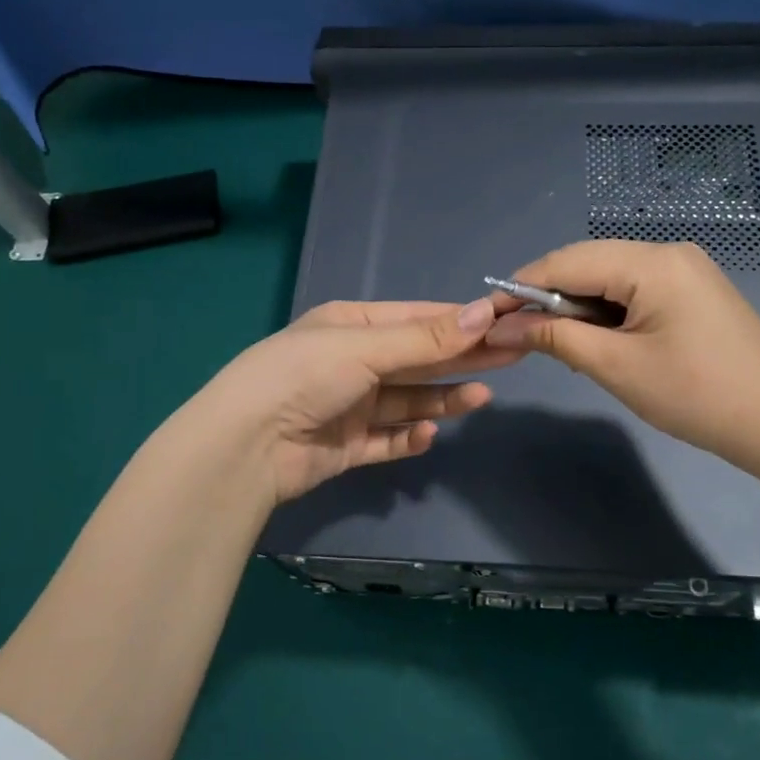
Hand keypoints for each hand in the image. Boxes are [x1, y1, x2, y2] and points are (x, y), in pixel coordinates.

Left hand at [186, 298, 521, 505]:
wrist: (246, 445)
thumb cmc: (305, 376)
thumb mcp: (366, 347)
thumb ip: (427, 338)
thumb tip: (485, 312)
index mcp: (351, 326)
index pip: (417, 319)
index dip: (460, 321)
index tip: (503, 323)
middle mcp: (352, 362)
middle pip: (419, 359)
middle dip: (462, 358)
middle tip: (512, 356)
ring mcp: (349, 406)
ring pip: (408, 400)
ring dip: (442, 399)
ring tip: (481, 399)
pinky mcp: (346, 446)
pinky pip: (388, 439)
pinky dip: (409, 437)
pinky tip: (428, 434)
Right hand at [484, 240, 759, 467]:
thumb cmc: (697, 395)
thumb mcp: (617, 367)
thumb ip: (555, 338)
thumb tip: (501, 327)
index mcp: (652, 262)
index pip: (567, 261)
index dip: (521, 286)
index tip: (486, 315)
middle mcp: (668, 252)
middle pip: (588, 263)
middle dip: (548, 297)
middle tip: (517, 335)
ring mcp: (685, 270)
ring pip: (609, 277)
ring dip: (577, 307)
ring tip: (555, 345)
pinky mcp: (693, 291)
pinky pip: (634, 290)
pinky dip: (606, 313)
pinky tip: (595, 342)